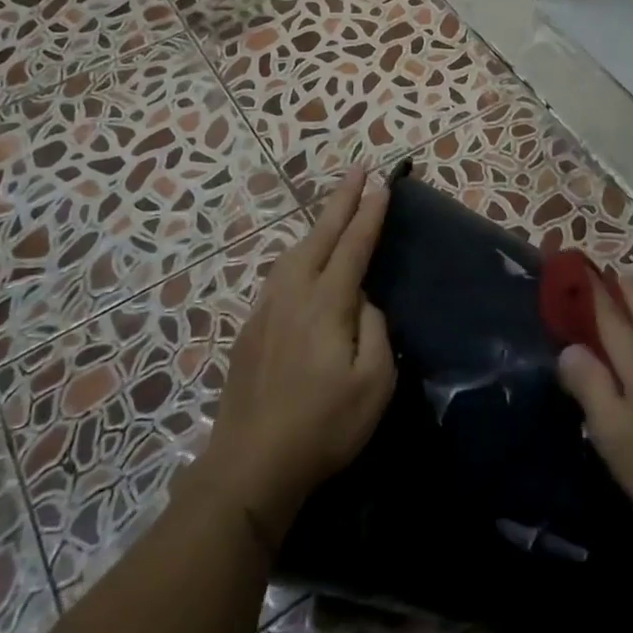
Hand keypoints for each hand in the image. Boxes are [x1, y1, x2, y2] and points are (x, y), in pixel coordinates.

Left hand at [198, 168, 396, 544]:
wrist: (252, 463)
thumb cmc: (324, 426)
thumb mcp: (373, 383)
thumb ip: (375, 330)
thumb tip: (365, 302)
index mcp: (326, 304)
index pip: (353, 246)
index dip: (369, 214)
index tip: (382, 184)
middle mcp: (292, 295)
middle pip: (319, 236)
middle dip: (341, 200)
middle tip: (357, 169)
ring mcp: (265, 310)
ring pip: (293, 252)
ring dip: (317, 226)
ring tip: (333, 211)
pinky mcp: (250, 329)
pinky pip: (278, 276)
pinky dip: (297, 255)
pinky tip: (301, 264)